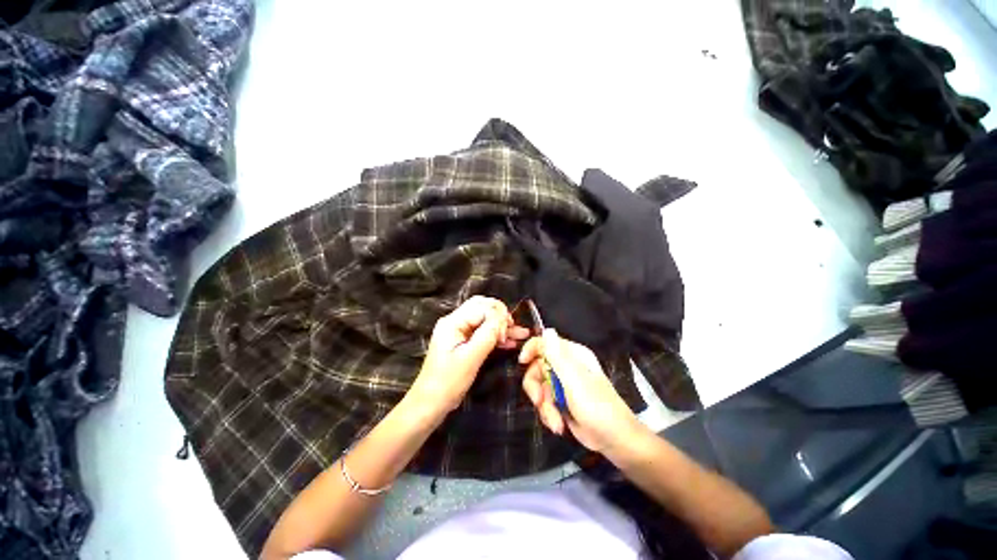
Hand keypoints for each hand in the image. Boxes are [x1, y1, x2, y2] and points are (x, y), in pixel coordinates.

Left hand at [408, 296, 529, 416]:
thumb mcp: (471, 358)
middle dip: (500, 315)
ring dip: (501, 326)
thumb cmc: (448, 382)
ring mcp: (458, 332)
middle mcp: (455, 322)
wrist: (431, 403)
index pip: (481, 307)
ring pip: (484, 320)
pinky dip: (496, 335)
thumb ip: (488, 335)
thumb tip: (503, 319)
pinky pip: (482, 332)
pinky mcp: (462, 342)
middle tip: (514, 327)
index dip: (497, 317)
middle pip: (482, 308)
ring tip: (521, 333)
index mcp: (453, 322)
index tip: (506, 334)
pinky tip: (510, 342)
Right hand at [519, 329, 643, 453]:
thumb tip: (547, 330)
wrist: (614, 441)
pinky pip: (544, 402)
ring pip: (539, 388)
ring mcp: (562, 384)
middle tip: (539, 401)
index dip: (531, 350)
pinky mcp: (561, 401)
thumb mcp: (574, 380)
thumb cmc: (597, 407)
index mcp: (572, 355)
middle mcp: (566, 366)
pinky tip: (559, 425)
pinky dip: (548, 414)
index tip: (522, 363)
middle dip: (536, 388)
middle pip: (536, 368)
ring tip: (556, 421)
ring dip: (544, 406)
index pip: (544, 343)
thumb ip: (558, 356)